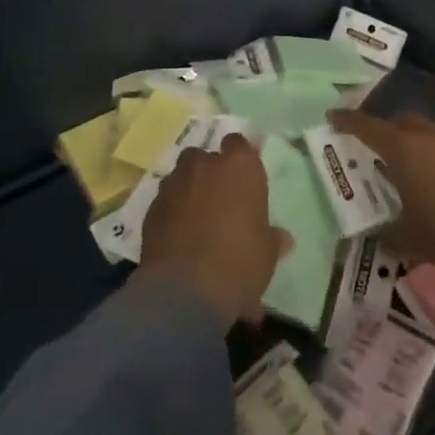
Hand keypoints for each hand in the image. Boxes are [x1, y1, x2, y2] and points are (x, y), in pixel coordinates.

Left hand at [135, 134, 290, 328]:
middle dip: (210, 172)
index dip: (241, 158)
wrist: (185, 290)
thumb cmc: (239, 262)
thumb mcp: (267, 254)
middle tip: (221, 199)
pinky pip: (166, 201)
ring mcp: (174, 184)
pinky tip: (179, 236)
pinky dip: (172, 211)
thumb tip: (282, 238)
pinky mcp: (151, 208)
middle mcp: (205, 165)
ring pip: (182, 175)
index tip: (245, 177)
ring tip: (197, 218)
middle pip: (206, 156)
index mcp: (240, 166)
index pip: (239, 143)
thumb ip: (272, 238)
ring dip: (189, 189)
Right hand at [331, 107, 434, 273]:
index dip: (349, 121)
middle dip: (395, 128)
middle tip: (390, 144)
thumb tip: (378, 237)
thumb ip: (390, 235)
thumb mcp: (411, 241)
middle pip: (407, 120)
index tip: (334, 115)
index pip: (369, 127)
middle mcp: (433, 136)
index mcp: (404, 151)